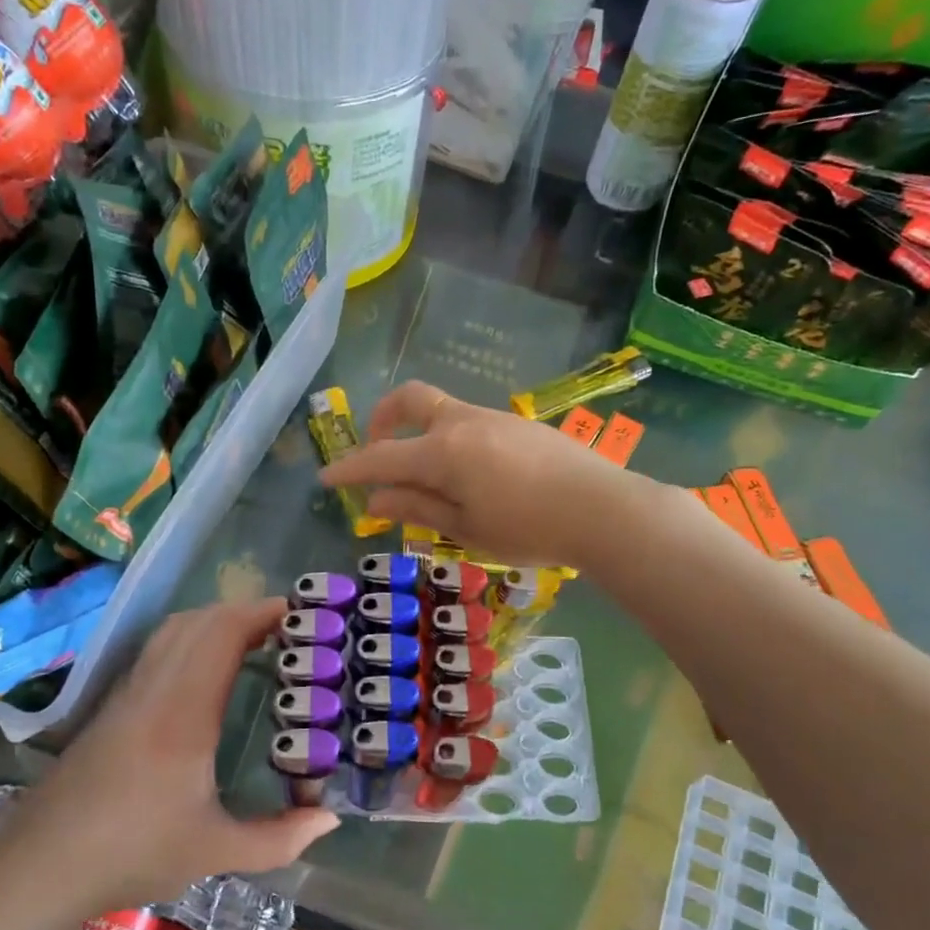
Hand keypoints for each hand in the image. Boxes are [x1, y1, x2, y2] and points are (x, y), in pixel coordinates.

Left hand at [8, 597, 337, 910]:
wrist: (41, 865)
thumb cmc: (133, 853)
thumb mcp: (214, 852)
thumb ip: (278, 838)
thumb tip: (329, 820)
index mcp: (185, 712)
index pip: (223, 635)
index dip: (261, 614)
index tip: (298, 614)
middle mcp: (155, 689)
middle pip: (199, 621)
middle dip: (245, 612)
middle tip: (285, 628)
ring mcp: (129, 693)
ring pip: (173, 630)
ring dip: (215, 621)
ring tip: (253, 638)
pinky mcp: (112, 705)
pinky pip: (157, 649)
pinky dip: (190, 638)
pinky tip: (206, 667)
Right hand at [319, 381, 632, 568]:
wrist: (603, 509)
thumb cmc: (528, 528)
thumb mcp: (465, 528)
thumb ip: (416, 508)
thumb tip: (373, 501)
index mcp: (443, 451)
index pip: (381, 456)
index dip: (349, 468)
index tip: (325, 478)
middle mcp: (463, 422)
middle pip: (410, 400)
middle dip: (383, 419)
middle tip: (376, 452)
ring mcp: (493, 418)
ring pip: (442, 412)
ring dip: (419, 433)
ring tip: (426, 478)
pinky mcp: (518, 424)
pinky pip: (469, 423)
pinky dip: (450, 440)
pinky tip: (468, 476)